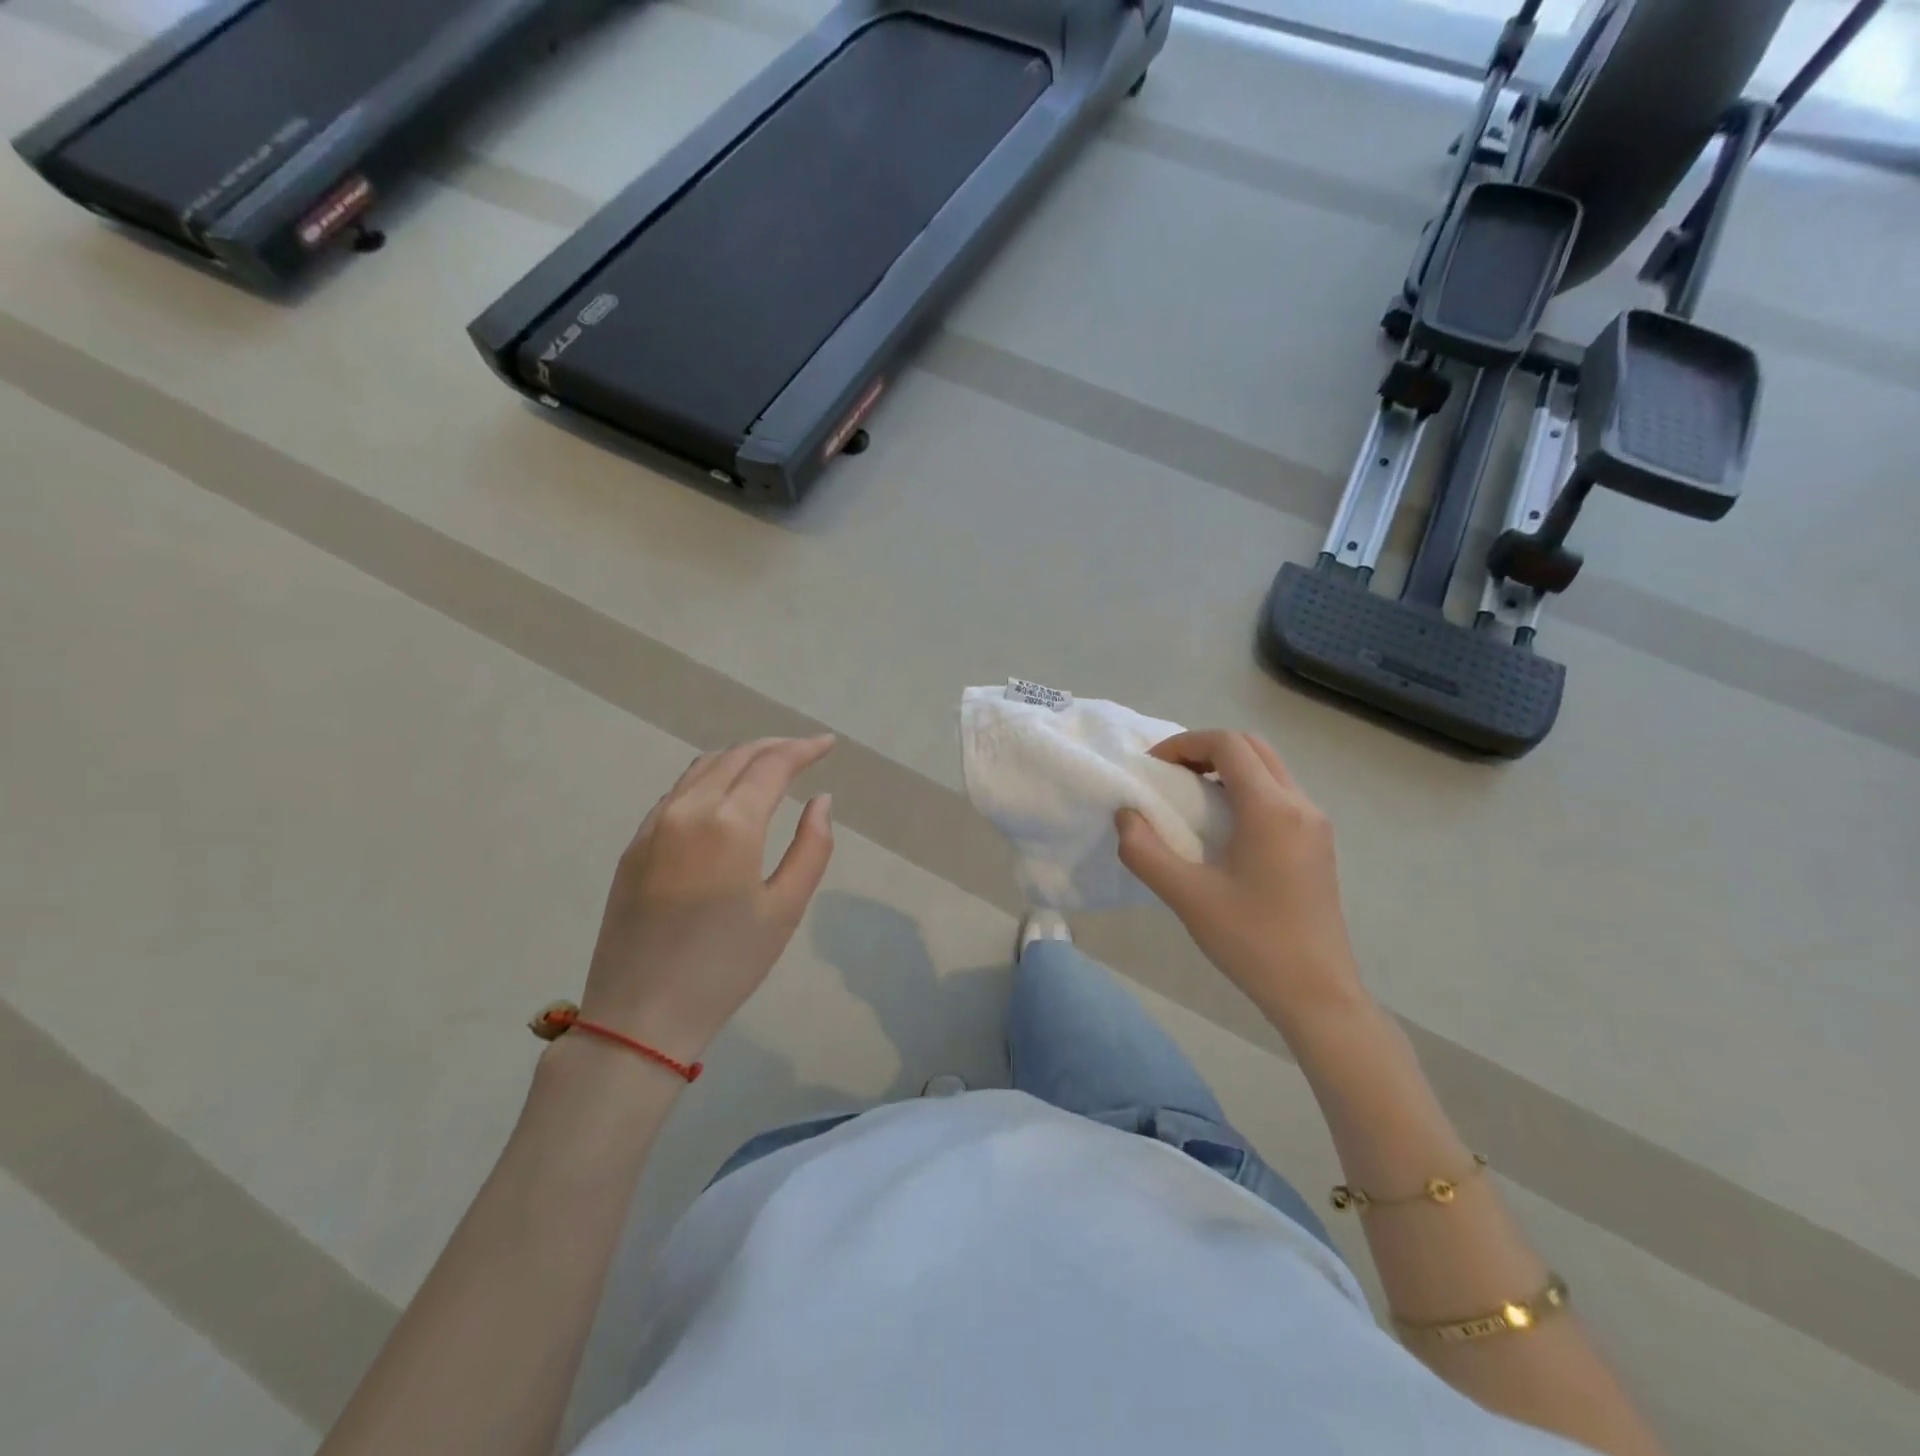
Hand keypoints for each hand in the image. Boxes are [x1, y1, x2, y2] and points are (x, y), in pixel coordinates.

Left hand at [579, 736, 835, 1062]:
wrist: (641, 1015)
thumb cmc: (726, 965)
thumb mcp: (785, 910)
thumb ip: (811, 847)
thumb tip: (821, 800)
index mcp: (730, 823)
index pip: (772, 764)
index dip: (804, 749)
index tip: (828, 744)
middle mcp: (688, 809)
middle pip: (736, 756)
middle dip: (774, 747)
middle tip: (805, 752)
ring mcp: (654, 825)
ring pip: (702, 768)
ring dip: (740, 758)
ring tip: (769, 766)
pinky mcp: (634, 845)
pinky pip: (677, 792)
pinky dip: (709, 778)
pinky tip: (724, 795)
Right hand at [1115, 730, 1365, 1027]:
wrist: (1317, 993)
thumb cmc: (1252, 942)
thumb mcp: (1187, 897)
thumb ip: (1145, 851)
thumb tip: (1126, 816)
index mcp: (1272, 810)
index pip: (1228, 744)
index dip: (1185, 744)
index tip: (1153, 767)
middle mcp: (1300, 805)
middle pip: (1253, 748)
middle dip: (1206, 750)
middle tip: (1170, 775)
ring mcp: (1315, 825)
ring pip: (1269, 770)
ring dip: (1227, 769)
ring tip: (1189, 799)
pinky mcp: (1318, 845)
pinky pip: (1279, 796)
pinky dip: (1245, 791)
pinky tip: (1221, 829)